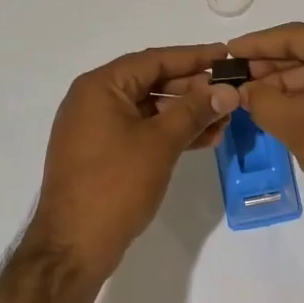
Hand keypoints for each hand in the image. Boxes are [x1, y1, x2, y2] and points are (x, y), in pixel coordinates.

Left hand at [27, 45, 240, 278]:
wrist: (73, 247)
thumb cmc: (115, 185)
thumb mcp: (160, 143)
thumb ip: (194, 111)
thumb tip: (227, 89)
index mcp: (100, 87)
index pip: (154, 60)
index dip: (193, 57)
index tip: (226, 55)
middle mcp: (93, 100)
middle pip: (151, 83)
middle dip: (193, 89)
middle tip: (230, 93)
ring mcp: (95, 129)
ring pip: (149, 109)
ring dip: (185, 114)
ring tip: (224, 121)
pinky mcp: (102, 154)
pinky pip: (141, 131)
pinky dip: (169, 133)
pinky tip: (202, 140)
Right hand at [234, 23, 303, 236]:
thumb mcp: (295, 123)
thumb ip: (262, 100)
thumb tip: (244, 91)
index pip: (294, 35)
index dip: (257, 43)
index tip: (227, 52)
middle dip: (267, 66)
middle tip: (232, 78)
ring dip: (280, 86)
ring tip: (246, 97)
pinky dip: (298, 102)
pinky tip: (271, 112)